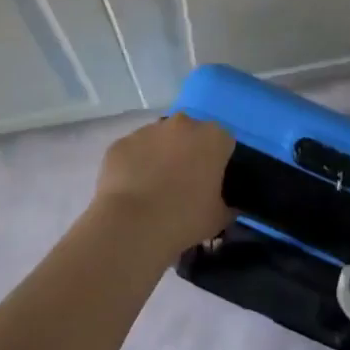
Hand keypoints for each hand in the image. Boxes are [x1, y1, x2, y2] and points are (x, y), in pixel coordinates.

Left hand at [91, 114, 233, 258]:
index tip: (212, 182)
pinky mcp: (122, 142)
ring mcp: (149, 130)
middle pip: (190, 134)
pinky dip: (135, 165)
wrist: (132, 225)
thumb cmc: (185, 219)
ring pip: (160, 139)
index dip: (218, 162)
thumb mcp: (219, 218)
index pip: (223, 142)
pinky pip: (134, 151)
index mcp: (213, 137)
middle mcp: (183, 124)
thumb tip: (228, 206)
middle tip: (184, 183)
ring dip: (160, 155)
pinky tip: (132, 190)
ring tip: (154, 188)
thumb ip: (228, 205)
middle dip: (189, 152)